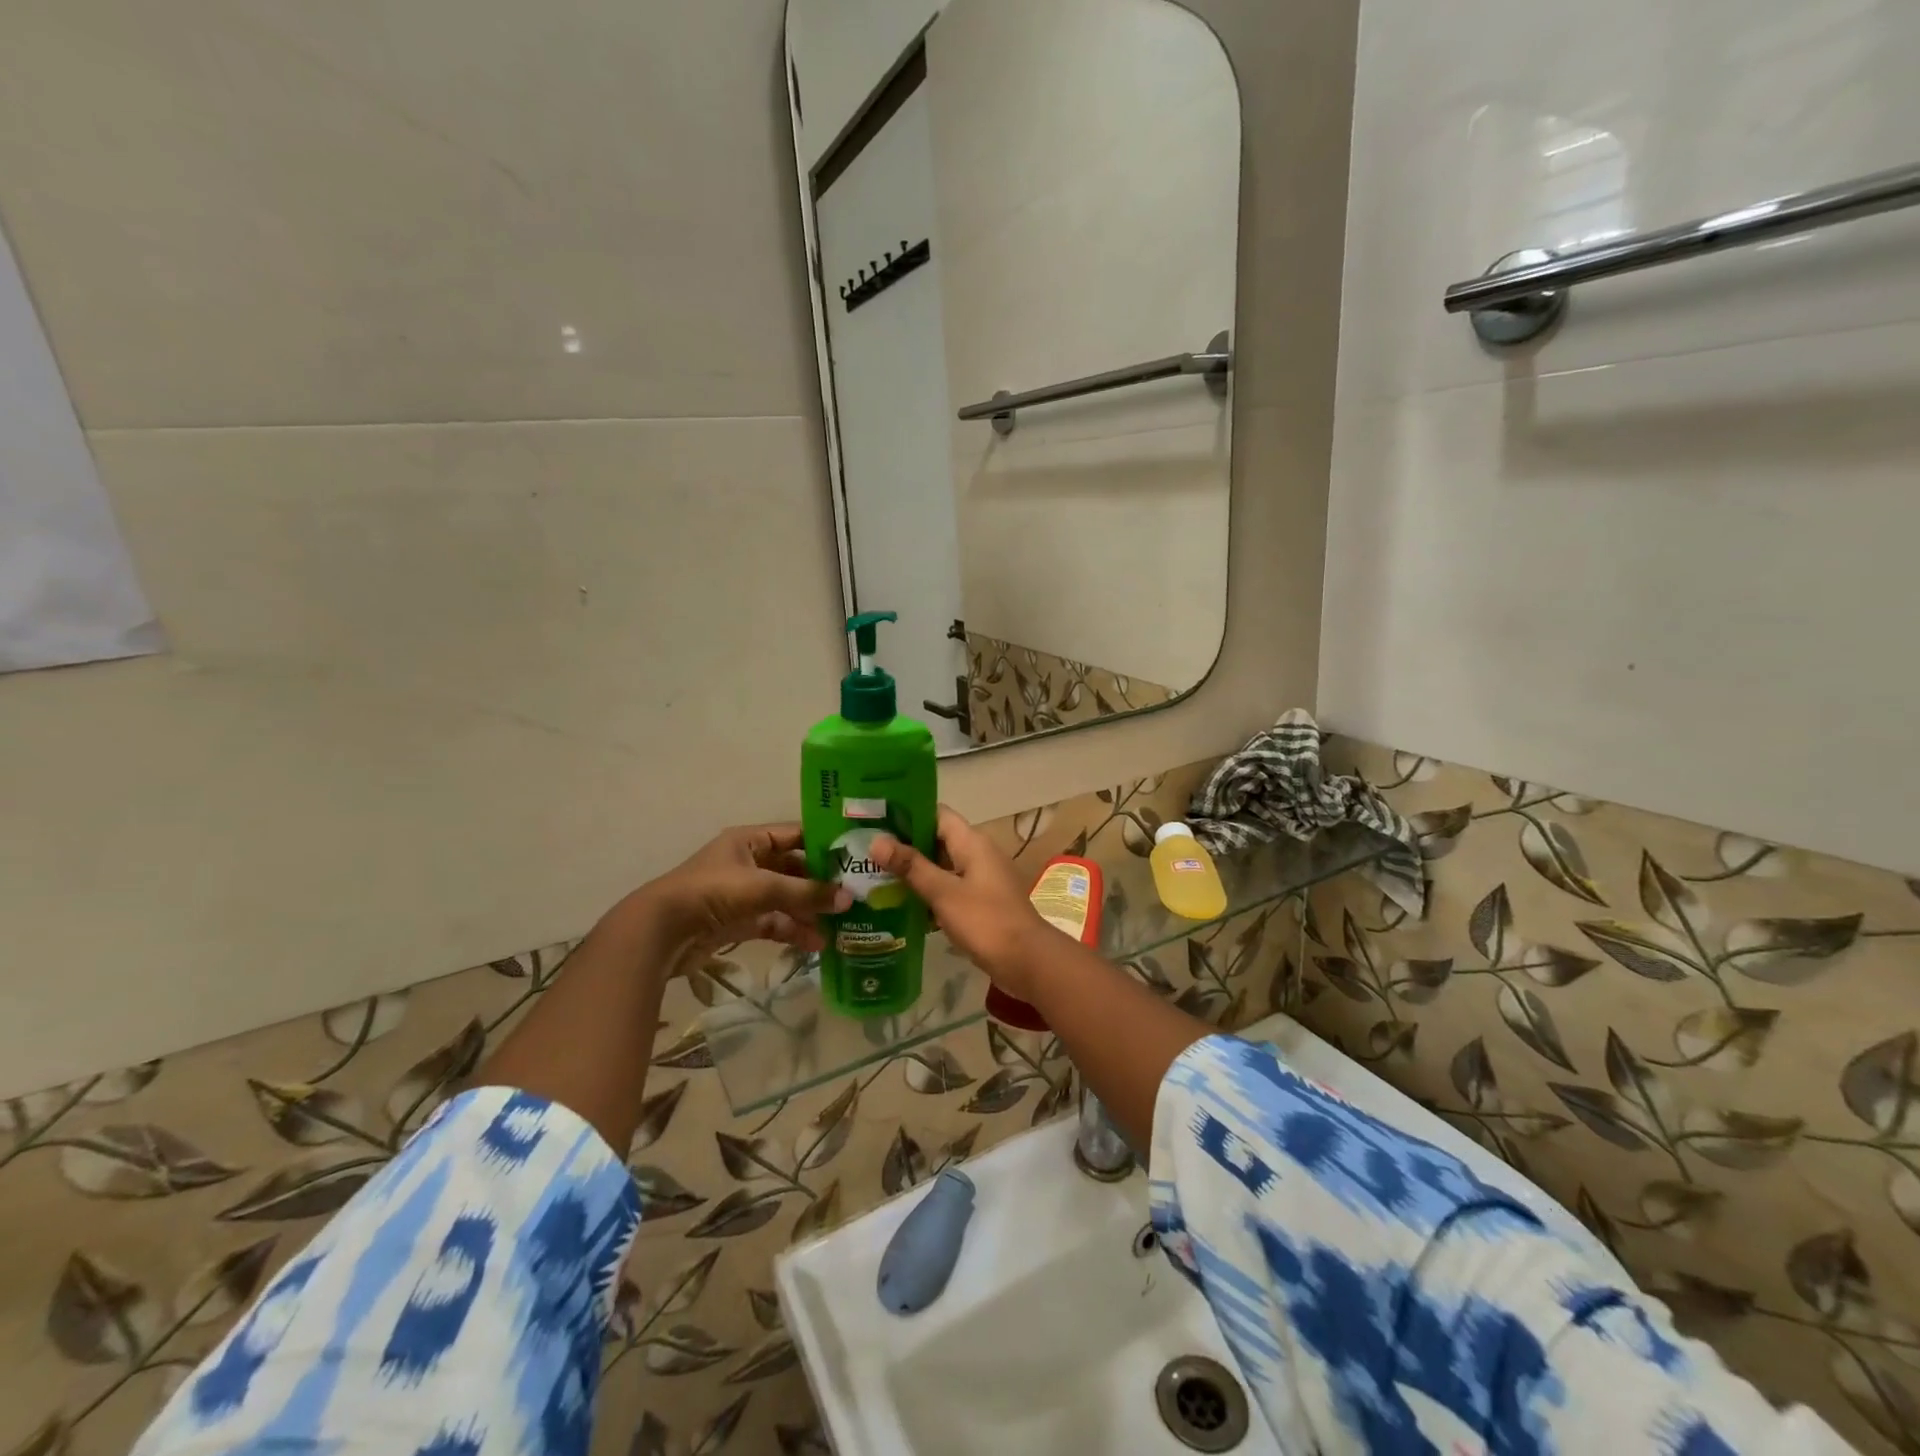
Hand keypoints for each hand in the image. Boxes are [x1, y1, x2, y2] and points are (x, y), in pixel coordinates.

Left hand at [638, 824, 851, 959]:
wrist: (660, 932)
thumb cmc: (712, 893)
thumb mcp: (762, 887)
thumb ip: (806, 893)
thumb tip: (849, 899)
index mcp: (750, 840)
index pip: (796, 834)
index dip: (824, 843)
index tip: (856, 856)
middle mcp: (748, 863)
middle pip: (794, 869)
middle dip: (821, 884)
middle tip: (856, 895)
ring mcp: (743, 894)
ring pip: (786, 899)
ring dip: (810, 912)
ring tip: (841, 926)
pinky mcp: (738, 922)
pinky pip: (774, 922)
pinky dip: (793, 931)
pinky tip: (817, 944)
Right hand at [872, 807, 1052, 999]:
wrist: (1026, 961)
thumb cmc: (985, 921)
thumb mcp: (943, 892)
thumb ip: (911, 866)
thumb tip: (876, 841)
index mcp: (972, 842)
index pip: (937, 814)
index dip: (908, 814)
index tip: (876, 820)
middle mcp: (977, 853)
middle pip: (936, 839)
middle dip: (905, 845)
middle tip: (867, 852)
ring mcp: (980, 878)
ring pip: (941, 866)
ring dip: (915, 871)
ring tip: (875, 876)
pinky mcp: (980, 902)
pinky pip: (949, 888)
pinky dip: (928, 892)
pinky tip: (901, 904)